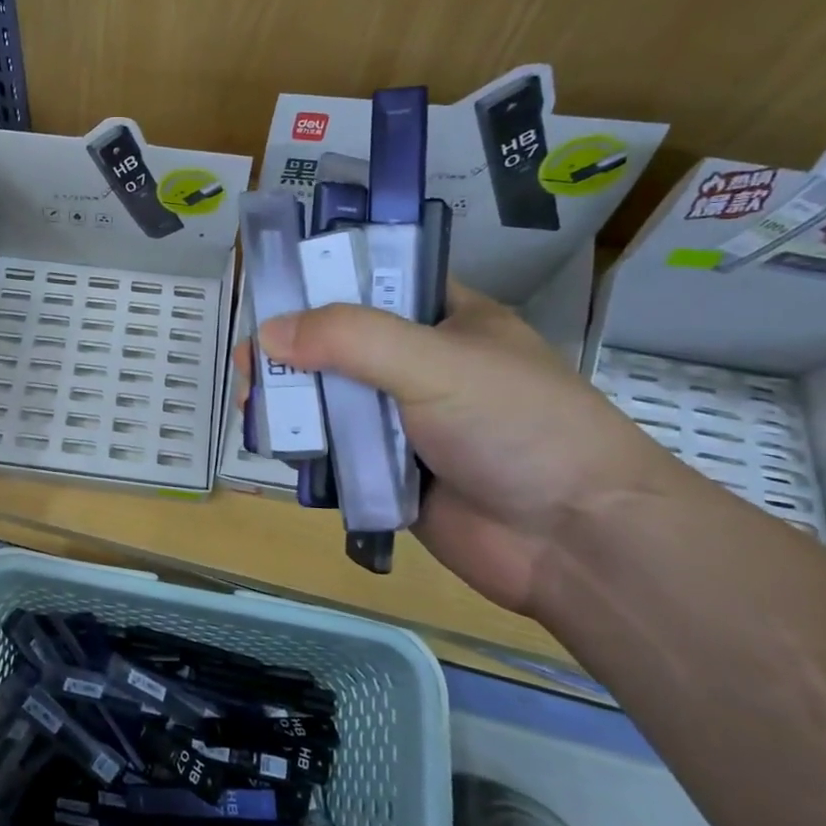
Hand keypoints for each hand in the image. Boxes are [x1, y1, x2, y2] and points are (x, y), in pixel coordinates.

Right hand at [255, 285, 680, 613]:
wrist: (576, 542)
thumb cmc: (518, 426)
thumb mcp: (435, 363)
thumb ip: (350, 339)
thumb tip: (267, 333)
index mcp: (446, 319)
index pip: (372, 283)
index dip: (320, 284)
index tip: (269, 296)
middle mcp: (421, 365)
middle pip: (339, 345)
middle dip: (291, 351)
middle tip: (248, 363)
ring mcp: (405, 422)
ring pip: (331, 399)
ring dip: (291, 400)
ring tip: (252, 405)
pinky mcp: (390, 472)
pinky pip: (335, 451)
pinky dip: (306, 447)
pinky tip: (274, 445)